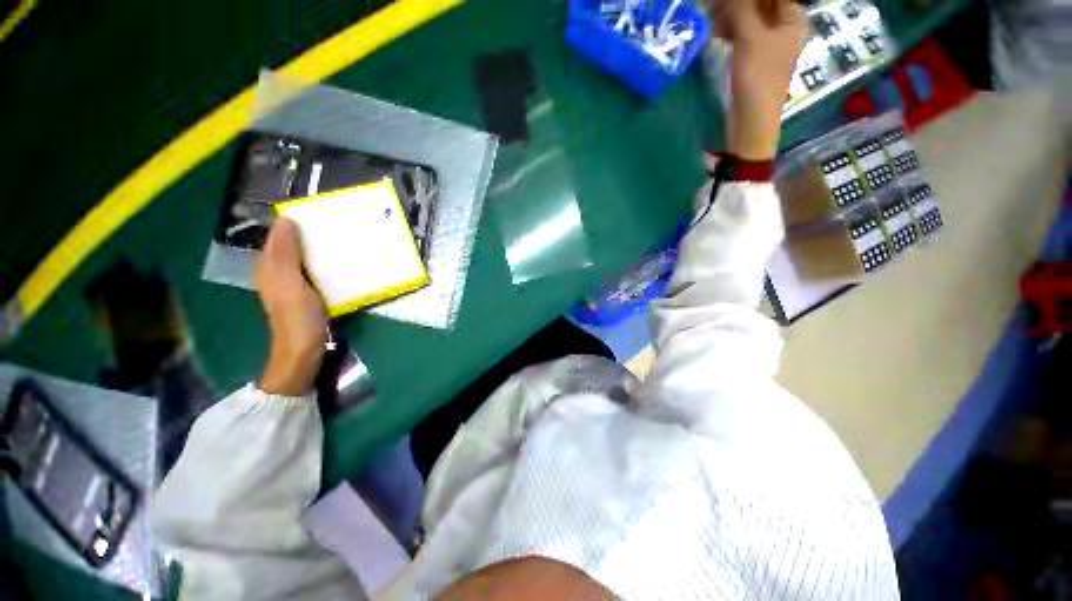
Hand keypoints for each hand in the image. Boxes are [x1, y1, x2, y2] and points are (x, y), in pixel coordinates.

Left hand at [255, 219, 327, 395]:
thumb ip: (285, 254)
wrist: (305, 352)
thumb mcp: (290, 284)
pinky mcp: (311, 295)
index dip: (295, 223)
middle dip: (312, 234)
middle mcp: (280, 273)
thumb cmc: (297, 318)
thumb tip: (286, 220)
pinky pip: (317, 271)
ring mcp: (296, 285)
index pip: (279, 236)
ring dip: (322, 249)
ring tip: (345, 239)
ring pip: (307, 258)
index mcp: (270, 267)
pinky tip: (343, 263)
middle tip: (338, 225)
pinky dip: (327, 264)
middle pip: (294, 246)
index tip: (320, 213)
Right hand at [709, 0, 807, 158]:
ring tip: (712, 20)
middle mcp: (783, 27)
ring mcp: (768, 43)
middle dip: (737, 4)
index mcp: (792, 19)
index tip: (724, 2)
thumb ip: (742, 9)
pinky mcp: (754, 57)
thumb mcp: (750, 38)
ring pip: (749, 18)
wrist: (751, 122)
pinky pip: (743, 33)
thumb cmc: (757, 79)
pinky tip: (717, 33)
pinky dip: (730, 29)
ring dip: (730, 15)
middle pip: (761, 4)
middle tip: (714, 7)